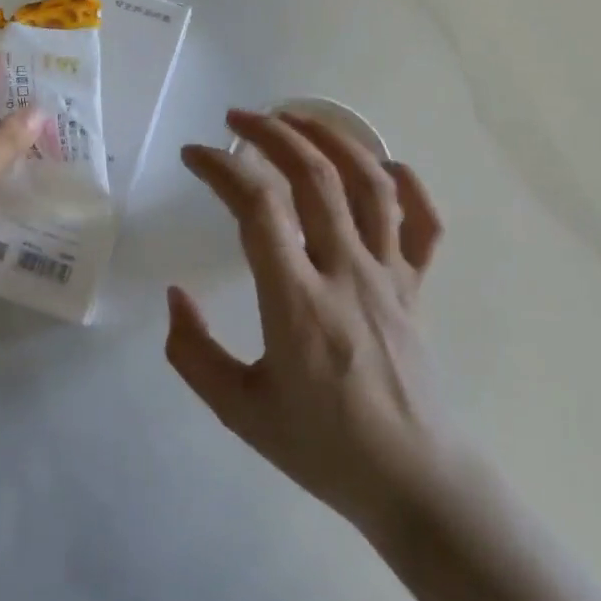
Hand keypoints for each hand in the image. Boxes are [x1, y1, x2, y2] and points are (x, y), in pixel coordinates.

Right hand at [166, 109, 447, 532]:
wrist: (412, 482)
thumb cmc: (321, 447)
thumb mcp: (237, 410)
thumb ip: (192, 352)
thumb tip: (176, 296)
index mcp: (297, 302)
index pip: (259, 207)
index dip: (222, 168)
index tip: (194, 155)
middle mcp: (347, 273)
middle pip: (315, 177)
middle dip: (272, 133)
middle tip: (236, 119)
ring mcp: (390, 276)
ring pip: (370, 184)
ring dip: (332, 139)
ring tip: (297, 117)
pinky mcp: (417, 288)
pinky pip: (423, 224)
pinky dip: (408, 184)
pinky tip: (382, 165)